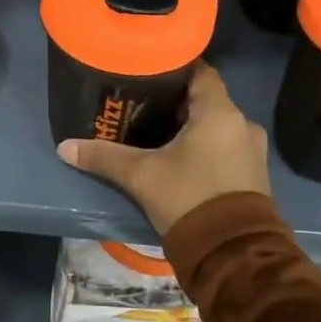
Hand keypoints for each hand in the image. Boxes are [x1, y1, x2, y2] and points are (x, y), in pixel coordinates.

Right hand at [57, 62, 270, 235]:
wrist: (233, 254)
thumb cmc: (188, 198)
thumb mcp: (141, 176)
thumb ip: (104, 157)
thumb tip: (65, 147)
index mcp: (219, 112)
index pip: (201, 71)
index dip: (175, 67)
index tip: (150, 70)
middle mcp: (242, 123)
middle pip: (207, 98)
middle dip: (178, 100)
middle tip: (144, 102)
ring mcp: (253, 150)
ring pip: (218, 124)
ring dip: (194, 125)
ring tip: (160, 130)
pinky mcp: (255, 174)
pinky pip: (227, 146)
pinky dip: (207, 145)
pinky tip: (183, 156)